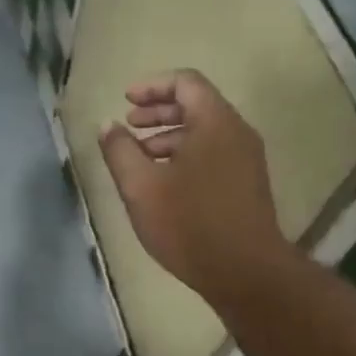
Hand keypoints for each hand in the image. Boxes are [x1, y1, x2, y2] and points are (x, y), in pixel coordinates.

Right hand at [99, 69, 283, 304]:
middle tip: (128, 126)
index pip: (185, 82)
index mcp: (214, 123)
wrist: (245, 273)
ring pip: (204, 132)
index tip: (125, 102)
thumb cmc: (189, 223)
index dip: (152, 86)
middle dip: (158, 111)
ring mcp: (246, 160)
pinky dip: (184, 155)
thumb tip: (108, 126)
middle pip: (196, 104)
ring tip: (138, 158)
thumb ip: (120, 150)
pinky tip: (162, 182)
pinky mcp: (246, 184)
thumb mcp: (140, 186)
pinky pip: (213, 153)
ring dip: (168, 136)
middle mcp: (236, 133)